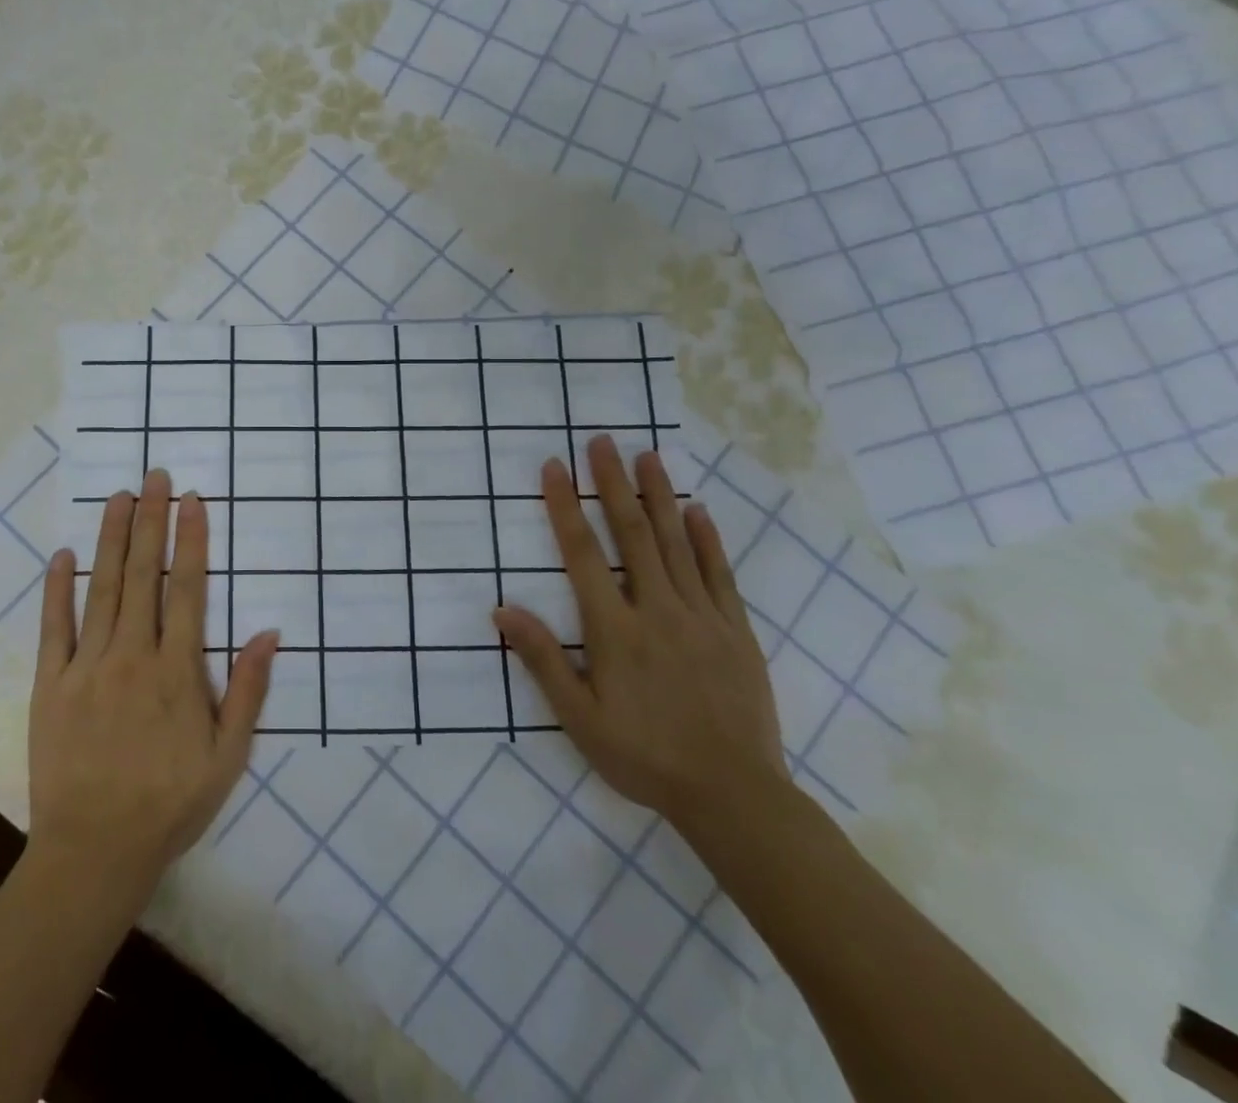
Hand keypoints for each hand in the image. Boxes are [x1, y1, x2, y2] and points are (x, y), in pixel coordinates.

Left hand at [29, 470, 278, 905]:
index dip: (192, 541)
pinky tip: (63, 555)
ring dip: (112, 540)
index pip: (187, 590)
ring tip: (119, 497)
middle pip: (144, 576)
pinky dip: (59, 589)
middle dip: (152, 522)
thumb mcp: (227, 757)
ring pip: (103, 589)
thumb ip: (248, 692)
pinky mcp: (51, 685)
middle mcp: (132, 656)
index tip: (193, 501)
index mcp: (177, 671)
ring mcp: (87, 667)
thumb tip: (270, 633)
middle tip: (156, 477)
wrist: (94, 853)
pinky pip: (55, 628)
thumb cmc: (169, 805)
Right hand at [494, 435, 787, 827]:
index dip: (565, 507)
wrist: (733, 795)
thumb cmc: (643, 756)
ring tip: (647, 456)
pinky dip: (706, 539)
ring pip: (675, 543)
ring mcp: (701, 616)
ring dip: (658, 496)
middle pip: (631, 533)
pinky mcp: (735, 631)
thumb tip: (502, 609)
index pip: (582, 553)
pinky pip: (719, 574)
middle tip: (602, 441)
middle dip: (613, 483)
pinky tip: (697, 510)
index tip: (553, 467)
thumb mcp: (579, 718)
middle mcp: (656, 609)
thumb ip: (542, 659)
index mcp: (614, 629)